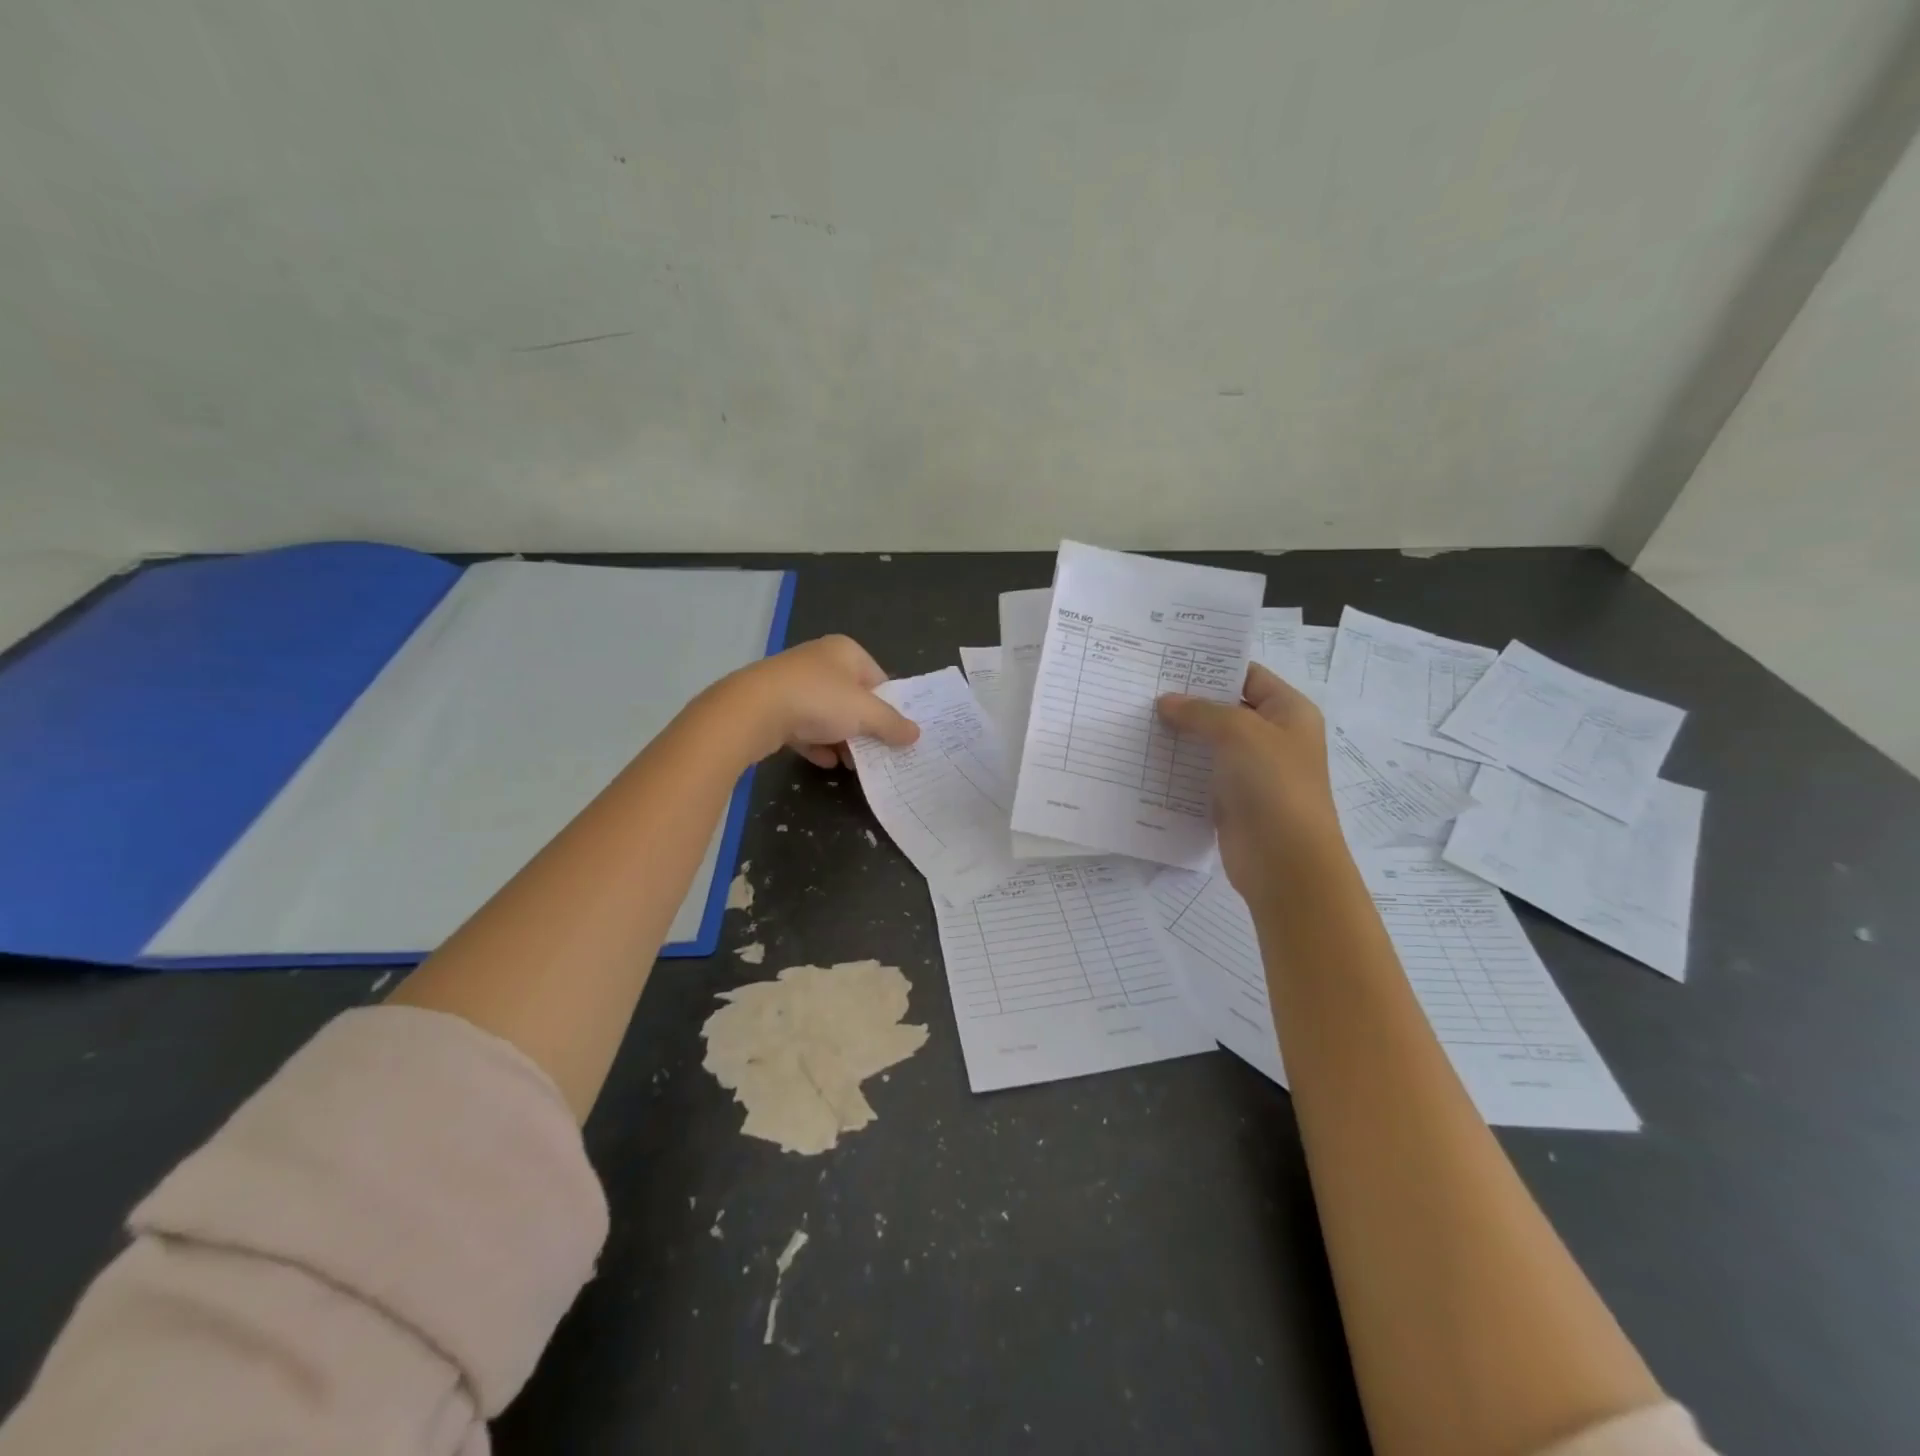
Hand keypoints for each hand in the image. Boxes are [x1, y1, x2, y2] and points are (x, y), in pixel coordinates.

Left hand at [716, 634, 918, 767]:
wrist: (753, 710)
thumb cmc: (819, 700)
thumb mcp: (866, 713)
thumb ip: (892, 724)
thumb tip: (915, 733)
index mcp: (845, 651)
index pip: (878, 678)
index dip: (889, 706)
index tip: (894, 733)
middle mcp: (819, 661)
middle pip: (852, 697)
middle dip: (864, 728)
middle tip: (876, 753)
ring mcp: (793, 683)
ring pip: (826, 714)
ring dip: (841, 739)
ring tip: (852, 764)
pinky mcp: (773, 706)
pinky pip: (803, 726)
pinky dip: (816, 743)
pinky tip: (826, 762)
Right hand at [1156, 663, 1342, 898]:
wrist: (1285, 861)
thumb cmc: (1273, 784)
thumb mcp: (1239, 732)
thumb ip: (1200, 711)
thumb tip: (1166, 702)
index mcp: (1288, 712)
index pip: (1247, 675)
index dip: (1211, 667)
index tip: (1168, 661)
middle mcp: (1272, 737)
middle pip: (1225, 708)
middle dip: (1188, 700)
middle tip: (1143, 689)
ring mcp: (1251, 770)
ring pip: (1209, 743)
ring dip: (1178, 734)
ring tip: (1135, 719)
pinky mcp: (1231, 799)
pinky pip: (1200, 774)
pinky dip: (1177, 767)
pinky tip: (1144, 757)